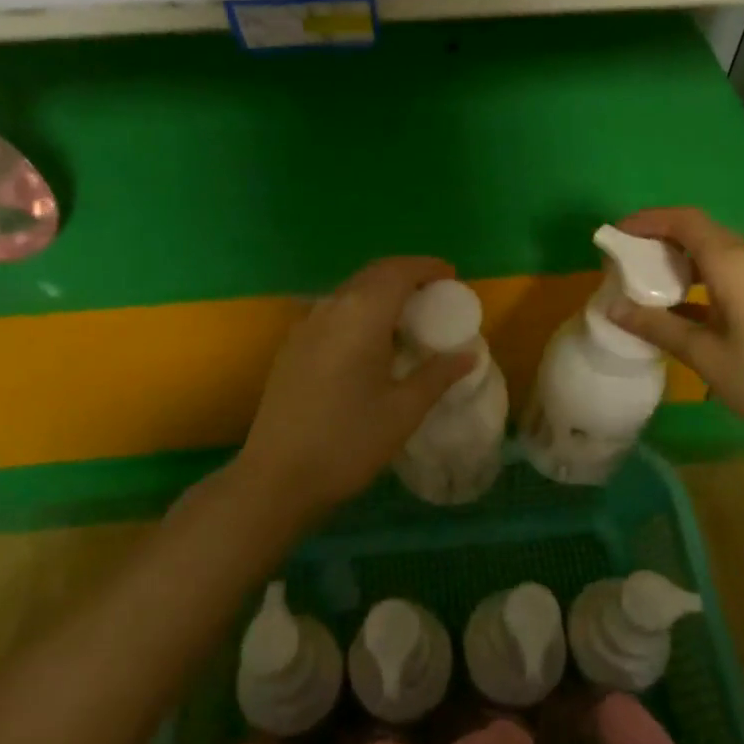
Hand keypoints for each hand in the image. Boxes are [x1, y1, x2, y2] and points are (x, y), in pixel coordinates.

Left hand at [236, 257, 475, 515]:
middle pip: (373, 274)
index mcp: (361, 315)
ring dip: (381, 292)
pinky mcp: (292, 345)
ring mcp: (306, 325)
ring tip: (407, 318)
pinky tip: (371, 342)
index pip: (398, 271)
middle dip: (406, 275)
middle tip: (434, 295)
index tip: (451, 276)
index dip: (427, 267)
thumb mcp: (403, 411)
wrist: (275, 477)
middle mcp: (331, 307)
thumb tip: (468, 355)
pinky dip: (360, 310)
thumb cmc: (347, 442)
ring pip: (351, 291)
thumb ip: (437, 375)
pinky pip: (333, 311)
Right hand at [606, 207, 743, 456]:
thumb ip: (658, 326)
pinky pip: (737, 270)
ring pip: (720, 251)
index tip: (616, 235)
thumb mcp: (705, 356)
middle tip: (627, 261)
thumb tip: (612, 308)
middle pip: (701, 231)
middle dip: (661, 240)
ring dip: (684, 260)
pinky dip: (706, 277)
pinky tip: (689, 308)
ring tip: (651, 284)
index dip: (647, 221)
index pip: (684, 221)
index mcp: (735, 263)